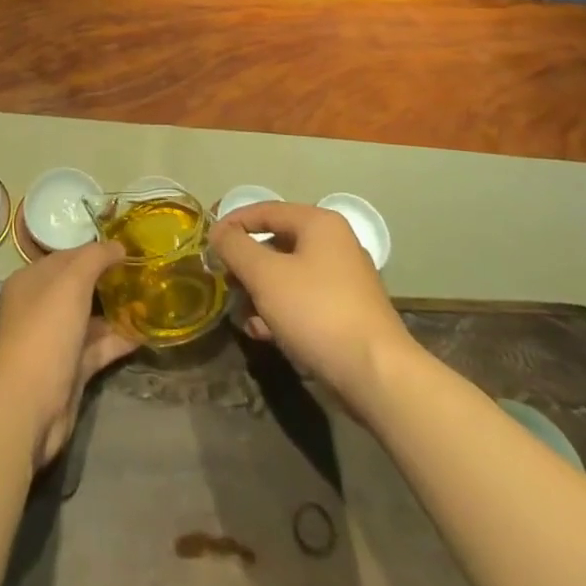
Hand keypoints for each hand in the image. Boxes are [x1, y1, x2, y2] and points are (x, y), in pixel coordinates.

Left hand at [0, 241, 137, 468]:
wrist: (29, 405)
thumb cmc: (46, 331)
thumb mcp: (71, 282)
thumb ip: (96, 257)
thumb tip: (119, 245)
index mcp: (32, 281)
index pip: (68, 256)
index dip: (97, 251)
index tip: (130, 249)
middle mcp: (40, 307)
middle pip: (80, 287)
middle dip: (110, 280)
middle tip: (144, 272)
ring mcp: (56, 340)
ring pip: (91, 318)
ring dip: (118, 310)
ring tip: (151, 299)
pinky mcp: (71, 369)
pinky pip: (99, 346)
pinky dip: (120, 339)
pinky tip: (147, 331)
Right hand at [211, 203, 417, 413]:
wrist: (377, 376)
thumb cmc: (316, 312)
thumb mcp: (265, 275)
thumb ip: (236, 247)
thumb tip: (218, 231)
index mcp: (319, 224)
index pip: (265, 210)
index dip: (233, 223)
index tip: (208, 242)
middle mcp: (335, 244)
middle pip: (277, 243)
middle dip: (247, 263)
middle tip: (223, 280)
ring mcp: (345, 280)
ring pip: (289, 275)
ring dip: (260, 291)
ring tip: (241, 313)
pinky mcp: (348, 313)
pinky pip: (304, 301)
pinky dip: (281, 311)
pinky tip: (262, 333)